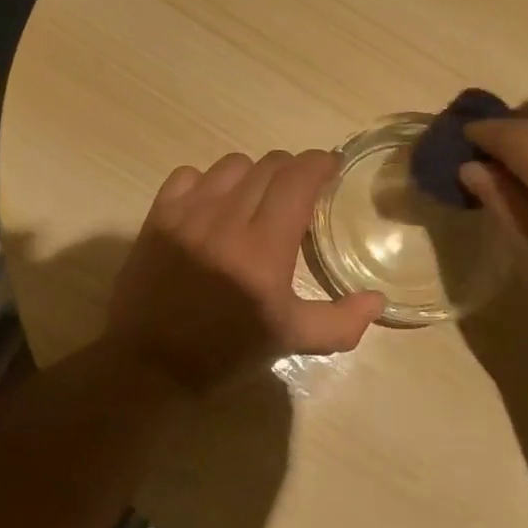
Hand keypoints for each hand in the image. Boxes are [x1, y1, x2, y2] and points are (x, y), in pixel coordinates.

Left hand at [106, 150, 385, 393]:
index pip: (298, 178)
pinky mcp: (159, 216)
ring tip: (256, 198)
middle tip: (298, 193)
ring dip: (253, 174)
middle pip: (269, 165)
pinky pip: (190, 175)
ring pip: (232, 165)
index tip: (330, 170)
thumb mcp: (290, 340)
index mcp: (264, 248)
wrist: (150, 364)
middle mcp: (228, 220)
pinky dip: (208, 182)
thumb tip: (378, 301)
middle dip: (292, 171)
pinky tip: (213, 206)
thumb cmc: (226, 351)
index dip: (320, 164)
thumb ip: (340, 321)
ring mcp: (189, 214)